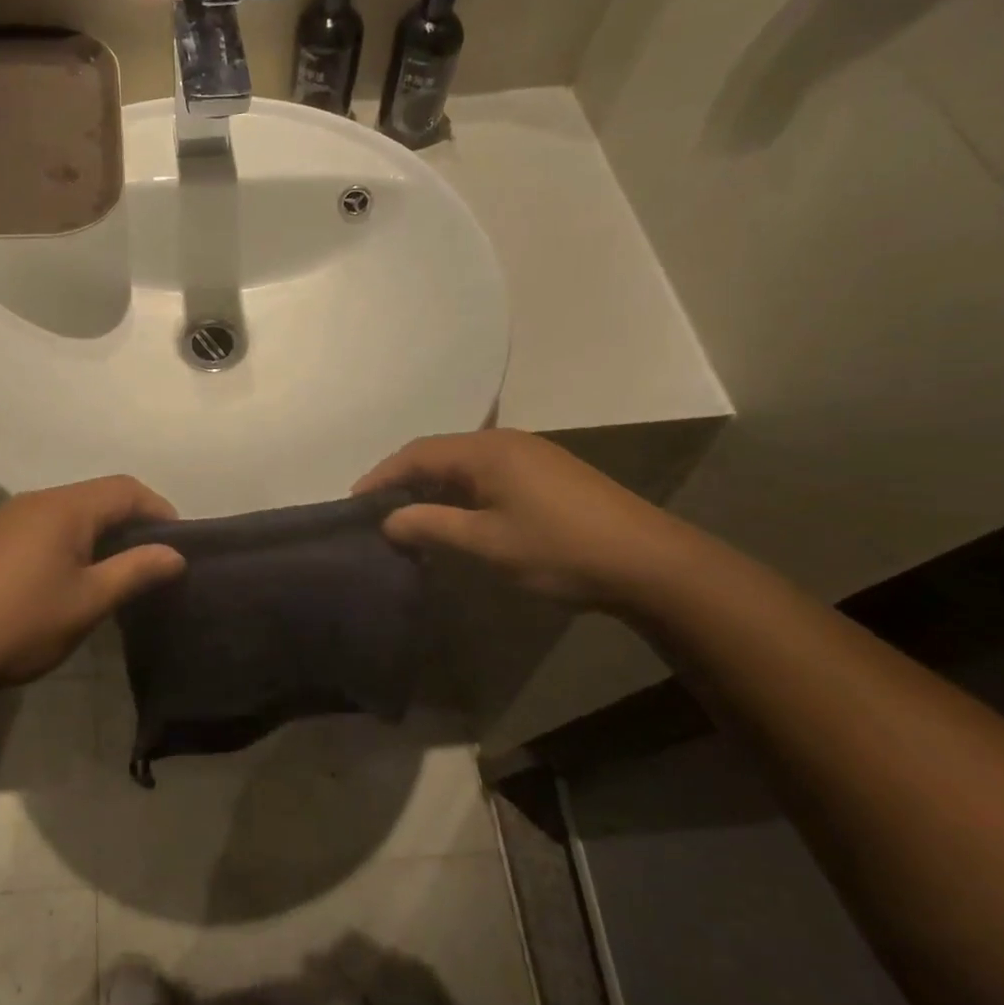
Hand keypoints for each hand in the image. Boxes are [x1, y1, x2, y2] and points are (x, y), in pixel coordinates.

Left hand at [0, 476, 185, 688]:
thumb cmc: (19, 624)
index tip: (177, 546)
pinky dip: (74, 541)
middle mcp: (38, 500)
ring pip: (73, 512)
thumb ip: (136, 571)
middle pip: (100, 496)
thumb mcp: (88, 602)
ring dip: (103, 533)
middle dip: (133, 522)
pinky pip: (48, 526)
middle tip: (154, 562)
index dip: (159, 510)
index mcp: (65, 507)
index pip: (127, 489)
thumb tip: (175, 554)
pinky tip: (73, 577)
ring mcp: (11, 517)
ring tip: (120, 572)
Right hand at [354, 431, 695, 610]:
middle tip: (377, 512)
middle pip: (439, 453)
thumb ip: (431, 526)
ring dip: (433, 487)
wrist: (649, 562)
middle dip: (404, 480)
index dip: (381, 476)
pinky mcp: (548, 473)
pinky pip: (487, 473)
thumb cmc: (559, 549)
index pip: (417, 453)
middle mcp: (505, 442)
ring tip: (410, 517)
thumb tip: (388, 521)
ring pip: (464, 463)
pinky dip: (461, 492)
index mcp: (486, 450)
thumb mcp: (486, 544)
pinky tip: (457, 517)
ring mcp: (530, 455)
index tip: (354, 503)